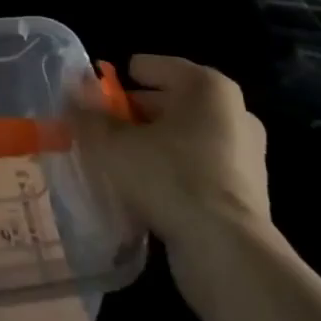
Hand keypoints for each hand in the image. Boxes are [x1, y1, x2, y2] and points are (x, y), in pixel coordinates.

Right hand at [70, 54, 271, 248]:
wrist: (228, 254)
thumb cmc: (170, 177)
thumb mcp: (115, 145)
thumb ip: (90, 118)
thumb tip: (71, 97)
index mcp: (207, 86)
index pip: (155, 67)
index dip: (122, 80)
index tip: (98, 97)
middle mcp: (234, 112)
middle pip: (171, 102)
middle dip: (136, 115)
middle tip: (103, 130)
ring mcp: (246, 155)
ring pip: (186, 138)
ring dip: (155, 146)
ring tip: (120, 162)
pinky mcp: (248, 194)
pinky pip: (200, 169)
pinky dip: (174, 173)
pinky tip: (147, 192)